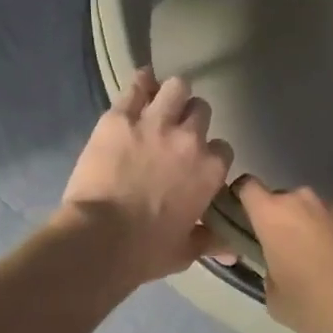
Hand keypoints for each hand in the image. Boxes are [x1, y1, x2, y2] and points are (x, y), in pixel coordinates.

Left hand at [59, 68, 234, 284]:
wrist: (100, 238)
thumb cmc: (146, 250)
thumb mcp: (185, 250)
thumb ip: (210, 241)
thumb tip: (231, 250)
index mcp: (210, 171)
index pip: (222, 148)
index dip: (209, 153)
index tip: (195, 162)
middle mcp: (190, 139)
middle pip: (201, 111)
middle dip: (191, 119)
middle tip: (175, 132)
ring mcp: (155, 123)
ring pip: (176, 87)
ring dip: (172, 94)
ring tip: (160, 103)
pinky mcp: (120, 117)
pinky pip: (137, 85)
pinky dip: (141, 82)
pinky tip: (140, 83)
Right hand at [233, 177, 332, 332]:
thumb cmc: (315, 301)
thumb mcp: (274, 299)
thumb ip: (266, 272)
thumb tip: (275, 266)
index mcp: (272, 213)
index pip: (246, 187)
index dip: (240, 200)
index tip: (242, 222)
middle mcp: (302, 200)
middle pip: (280, 201)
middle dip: (278, 221)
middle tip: (281, 253)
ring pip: (309, 212)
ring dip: (306, 229)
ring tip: (315, 263)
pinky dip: (331, 237)